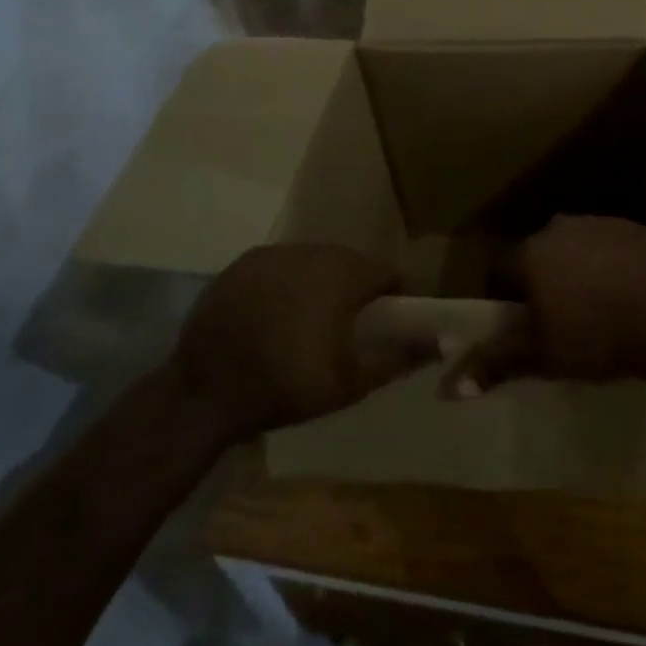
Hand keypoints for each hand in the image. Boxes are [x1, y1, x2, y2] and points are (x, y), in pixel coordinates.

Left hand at [169, 244, 431, 440]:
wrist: (204, 393)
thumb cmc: (286, 387)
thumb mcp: (350, 382)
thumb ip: (398, 358)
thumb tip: (441, 342)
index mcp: (342, 276)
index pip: (385, 273)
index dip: (392, 296)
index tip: (387, 322)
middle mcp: (311, 252)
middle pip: (350, 263)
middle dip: (356, 288)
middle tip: (349, 325)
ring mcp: (273, 255)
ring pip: (314, 261)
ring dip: (321, 282)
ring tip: (311, 319)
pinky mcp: (242, 263)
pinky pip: (281, 265)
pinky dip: (288, 283)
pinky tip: (277, 313)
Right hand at [442, 216, 645, 395]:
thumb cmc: (599, 337)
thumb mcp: (543, 356)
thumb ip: (496, 363)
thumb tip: (450, 387)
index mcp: (532, 252)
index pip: (501, 270)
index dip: (505, 298)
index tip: (520, 325)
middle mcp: (561, 227)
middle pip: (539, 256)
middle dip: (543, 283)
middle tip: (560, 321)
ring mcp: (603, 223)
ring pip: (576, 249)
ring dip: (578, 272)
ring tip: (599, 311)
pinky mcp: (638, 229)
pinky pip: (612, 248)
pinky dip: (612, 266)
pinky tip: (629, 296)